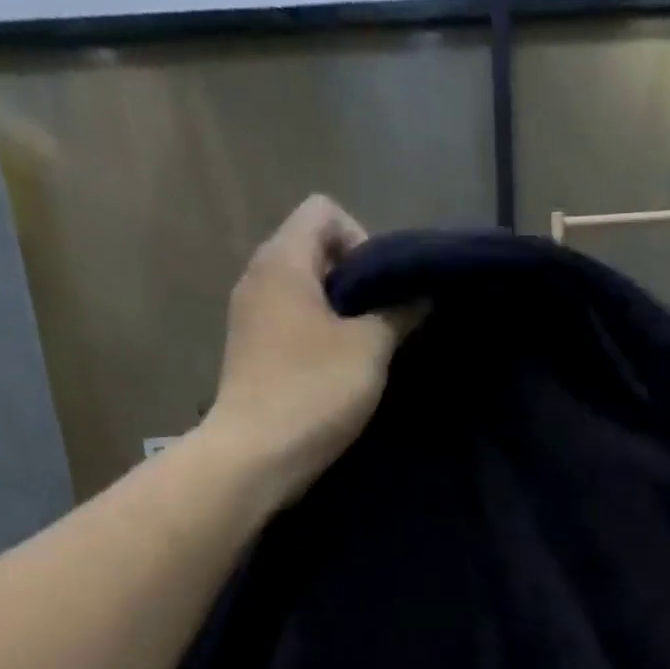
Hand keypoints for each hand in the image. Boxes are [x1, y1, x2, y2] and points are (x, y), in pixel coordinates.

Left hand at [199, 195, 411, 505]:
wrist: (255, 457)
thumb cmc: (313, 392)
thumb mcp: (369, 349)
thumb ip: (398, 313)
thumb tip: (419, 294)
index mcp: (283, 261)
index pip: (324, 211)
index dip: (362, 239)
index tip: (380, 290)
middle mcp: (258, 277)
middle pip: (315, 250)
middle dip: (356, 280)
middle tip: (383, 323)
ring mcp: (250, 317)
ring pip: (305, 291)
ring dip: (340, 313)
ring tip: (366, 351)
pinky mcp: (251, 352)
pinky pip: (292, 323)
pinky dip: (319, 336)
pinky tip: (340, 373)